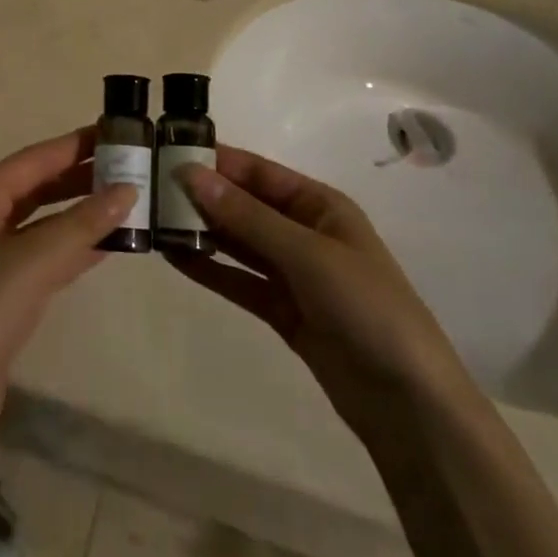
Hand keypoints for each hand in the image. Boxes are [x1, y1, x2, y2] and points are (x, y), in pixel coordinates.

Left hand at [0, 128, 135, 429]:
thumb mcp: (34, 260)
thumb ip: (82, 223)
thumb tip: (129, 188)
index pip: (34, 159)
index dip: (74, 144)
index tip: (116, 131)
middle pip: (39, 186)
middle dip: (82, 176)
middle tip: (131, 166)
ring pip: (46, 220)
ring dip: (83, 211)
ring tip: (130, 199)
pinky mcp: (7, 290)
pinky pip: (48, 253)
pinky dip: (77, 245)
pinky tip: (111, 243)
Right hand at [169, 147, 466, 427]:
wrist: (408, 402)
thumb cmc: (366, 307)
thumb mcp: (307, 254)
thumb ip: (247, 216)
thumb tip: (191, 175)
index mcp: (320, 205)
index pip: (258, 172)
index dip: (216, 162)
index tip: (168, 153)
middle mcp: (304, 232)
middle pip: (245, 205)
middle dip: (203, 197)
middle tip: (149, 189)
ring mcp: (293, 273)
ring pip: (238, 243)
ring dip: (202, 231)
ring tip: (153, 221)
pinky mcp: (283, 310)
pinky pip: (240, 280)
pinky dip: (210, 269)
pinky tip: (175, 258)